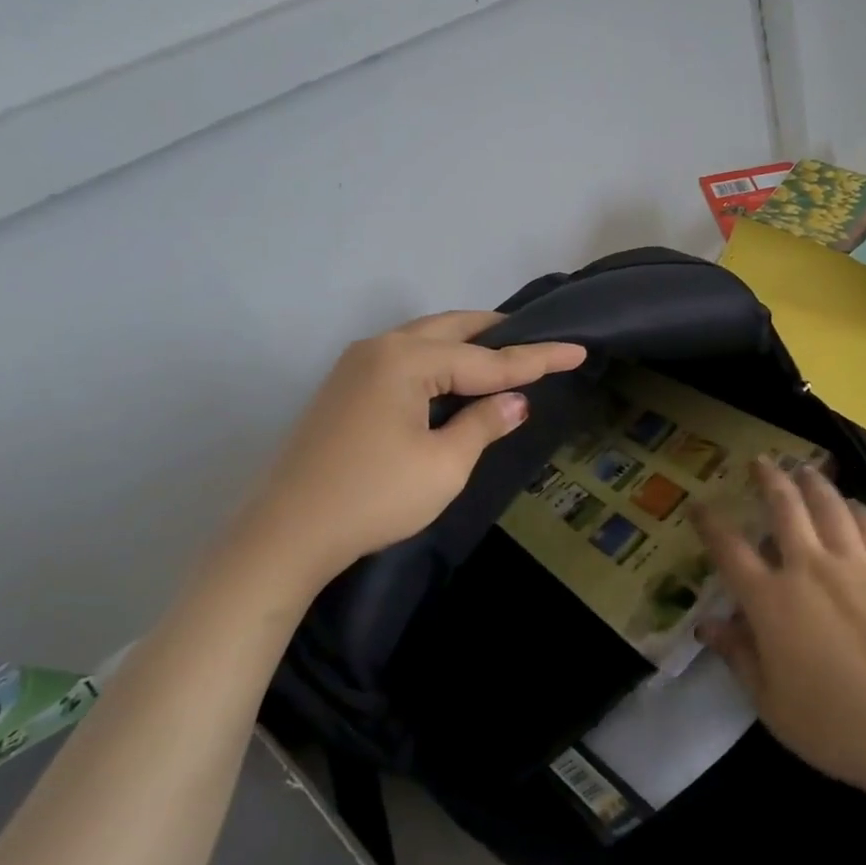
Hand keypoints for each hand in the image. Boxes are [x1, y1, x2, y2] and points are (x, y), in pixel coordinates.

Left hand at [245, 311, 584, 584]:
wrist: (287, 534)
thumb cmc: (374, 498)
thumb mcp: (444, 465)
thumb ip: (483, 424)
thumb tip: (516, 402)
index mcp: (406, 360)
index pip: (488, 359)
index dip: (537, 358)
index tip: (578, 349)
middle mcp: (379, 348)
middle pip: (452, 329)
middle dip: (498, 334)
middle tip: (538, 340)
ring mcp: (356, 365)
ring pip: (425, 339)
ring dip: (466, 344)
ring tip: (503, 354)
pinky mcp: (345, 388)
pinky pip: (404, 357)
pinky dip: (438, 360)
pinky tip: (455, 378)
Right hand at [691, 458, 865, 809]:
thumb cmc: (835, 724)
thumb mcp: (770, 702)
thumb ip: (738, 656)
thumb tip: (706, 624)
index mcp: (770, 600)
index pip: (730, 549)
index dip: (710, 523)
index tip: (698, 504)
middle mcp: (808, 567)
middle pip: (783, 506)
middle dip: (767, 478)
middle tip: (759, 460)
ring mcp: (853, 562)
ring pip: (828, 504)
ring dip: (812, 481)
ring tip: (803, 467)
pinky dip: (855, 507)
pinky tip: (851, 503)